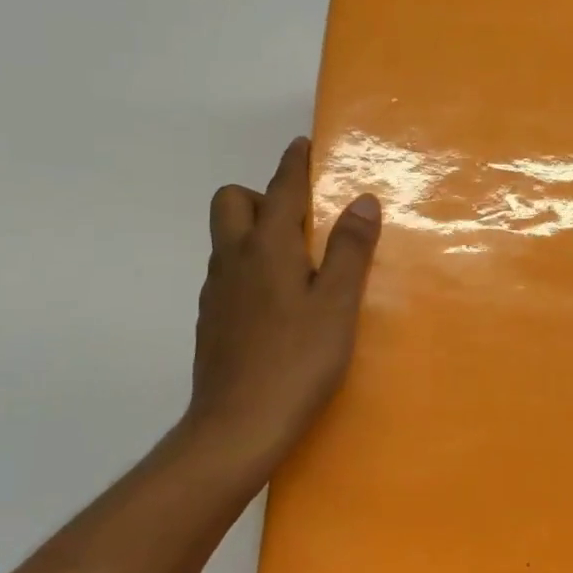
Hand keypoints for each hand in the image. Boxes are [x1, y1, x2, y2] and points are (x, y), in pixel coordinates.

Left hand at [178, 137, 380, 477]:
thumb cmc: (297, 361)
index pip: (281, 189)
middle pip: (231, 202)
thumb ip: (349, 249)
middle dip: (262, 196)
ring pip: (227, 239)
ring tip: (297, 263)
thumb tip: (362, 200)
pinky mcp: (211, 321)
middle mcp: (233, 260)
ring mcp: (216, 292)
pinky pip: (228, 272)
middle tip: (302, 222)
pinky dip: (250, 267)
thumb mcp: (337, 304)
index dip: (294, 163)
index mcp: (266, 249)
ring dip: (256, 231)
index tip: (304, 145)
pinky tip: (277, 303)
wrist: (236, 427)